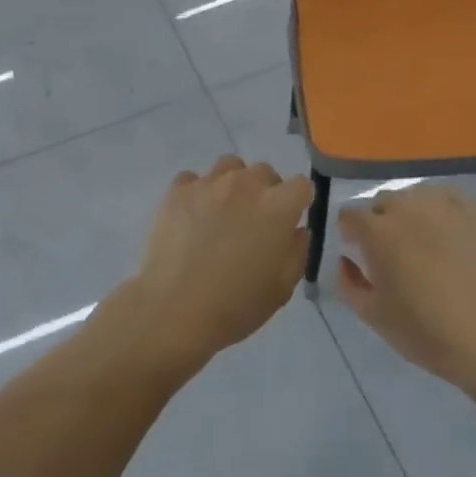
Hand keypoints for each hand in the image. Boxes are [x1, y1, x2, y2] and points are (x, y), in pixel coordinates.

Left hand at [128, 156, 313, 370]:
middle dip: (265, 192)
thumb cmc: (235, 305)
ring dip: (233, 184)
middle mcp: (245, 185)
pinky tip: (192, 217)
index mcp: (277, 207)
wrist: (174, 309)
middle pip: (264, 172)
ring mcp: (208, 184)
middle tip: (254, 222)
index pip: (301, 185)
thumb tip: (295, 230)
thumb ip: (297, 251)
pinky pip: (193, 179)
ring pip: (229, 167)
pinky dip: (197, 192)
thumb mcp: (282, 288)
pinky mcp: (177, 190)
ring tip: (222, 212)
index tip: (289, 221)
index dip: (298, 202)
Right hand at [336, 186, 475, 395]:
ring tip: (423, 243)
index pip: (349, 215)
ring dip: (410, 214)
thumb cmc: (425, 331)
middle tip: (392, 254)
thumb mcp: (373, 315)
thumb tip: (345, 259)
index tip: (358, 253)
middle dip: (379, 222)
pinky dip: (441, 211)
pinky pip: (447, 199)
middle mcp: (407, 207)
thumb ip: (347, 282)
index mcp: (377, 231)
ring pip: (414, 197)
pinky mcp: (475, 211)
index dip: (350, 233)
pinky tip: (449, 235)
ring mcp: (443, 205)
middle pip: (382, 202)